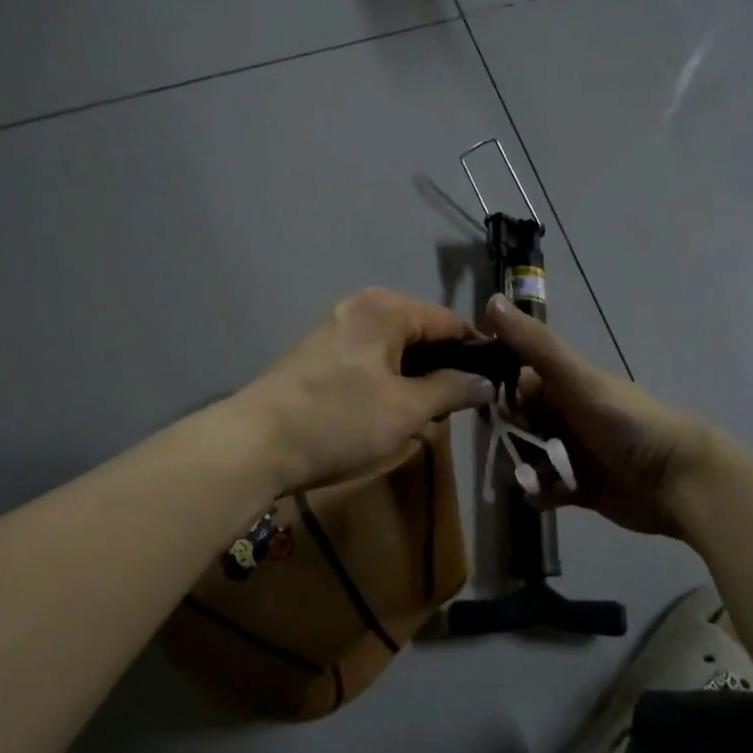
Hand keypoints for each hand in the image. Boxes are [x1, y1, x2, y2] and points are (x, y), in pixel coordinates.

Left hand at [236, 288, 495, 493]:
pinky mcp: (317, 355)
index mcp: (386, 309)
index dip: (477, 353)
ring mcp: (334, 329)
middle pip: (420, 333)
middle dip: (444, 368)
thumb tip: (487, 382)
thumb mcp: (407, 410)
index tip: (497, 385)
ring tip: (428, 416)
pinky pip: (369, 360)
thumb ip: (452, 390)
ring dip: (416, 379)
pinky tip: (390, 413)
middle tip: (461, 409)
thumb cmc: (340, 421)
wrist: (254, 444)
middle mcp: (360, 307)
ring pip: (394, 349)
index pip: (450, 322)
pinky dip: (388, 382)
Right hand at [480, 295, 715, 537]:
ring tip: (529, 478)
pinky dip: (539, 493)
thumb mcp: (576, 379)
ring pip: (525, 457)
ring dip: (520, 467)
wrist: (678, 480)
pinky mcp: (578, 486)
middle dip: (504, 438)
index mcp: (561, 383)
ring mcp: (570, 451)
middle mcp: (563, 414)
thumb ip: (535, 343)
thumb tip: (492, 299)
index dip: (492, 392)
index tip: (477, 407)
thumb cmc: (626, 423)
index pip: (511, 380)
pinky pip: (544, 489)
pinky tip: (543, 496)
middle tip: (508, 451)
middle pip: (514, 422)